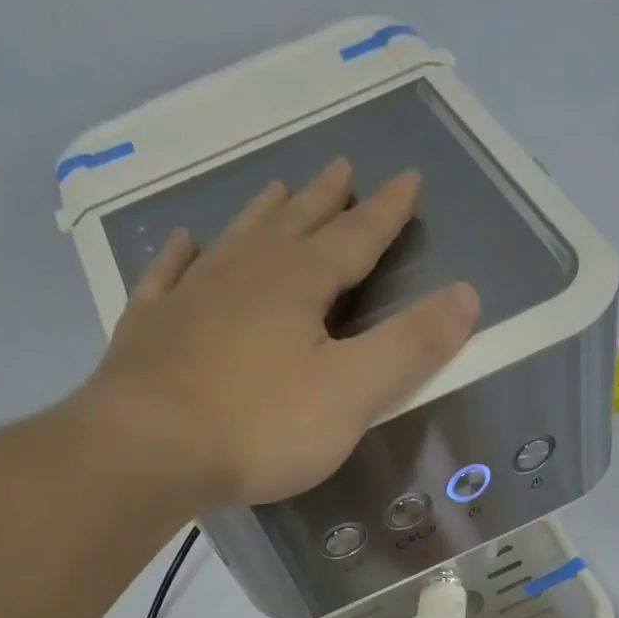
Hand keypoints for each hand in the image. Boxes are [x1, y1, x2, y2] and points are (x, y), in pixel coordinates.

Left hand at [75, 158, 480, 506]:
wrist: (151, 449)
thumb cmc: (262, 425)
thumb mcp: (353, 393)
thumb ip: (410, 347)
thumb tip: (467, 295)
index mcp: (299, 285)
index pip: (355, 238)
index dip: (385, 213)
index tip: (407, 179)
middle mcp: (245, 274)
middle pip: (294, 226)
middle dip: (325, 201)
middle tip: (342, 168)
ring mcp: (191, 296)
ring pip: (236, 240)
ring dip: (263, 214)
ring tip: (279, 190)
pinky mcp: (151, 328)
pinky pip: (169, 276)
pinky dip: (181, 255)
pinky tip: (185, 242)